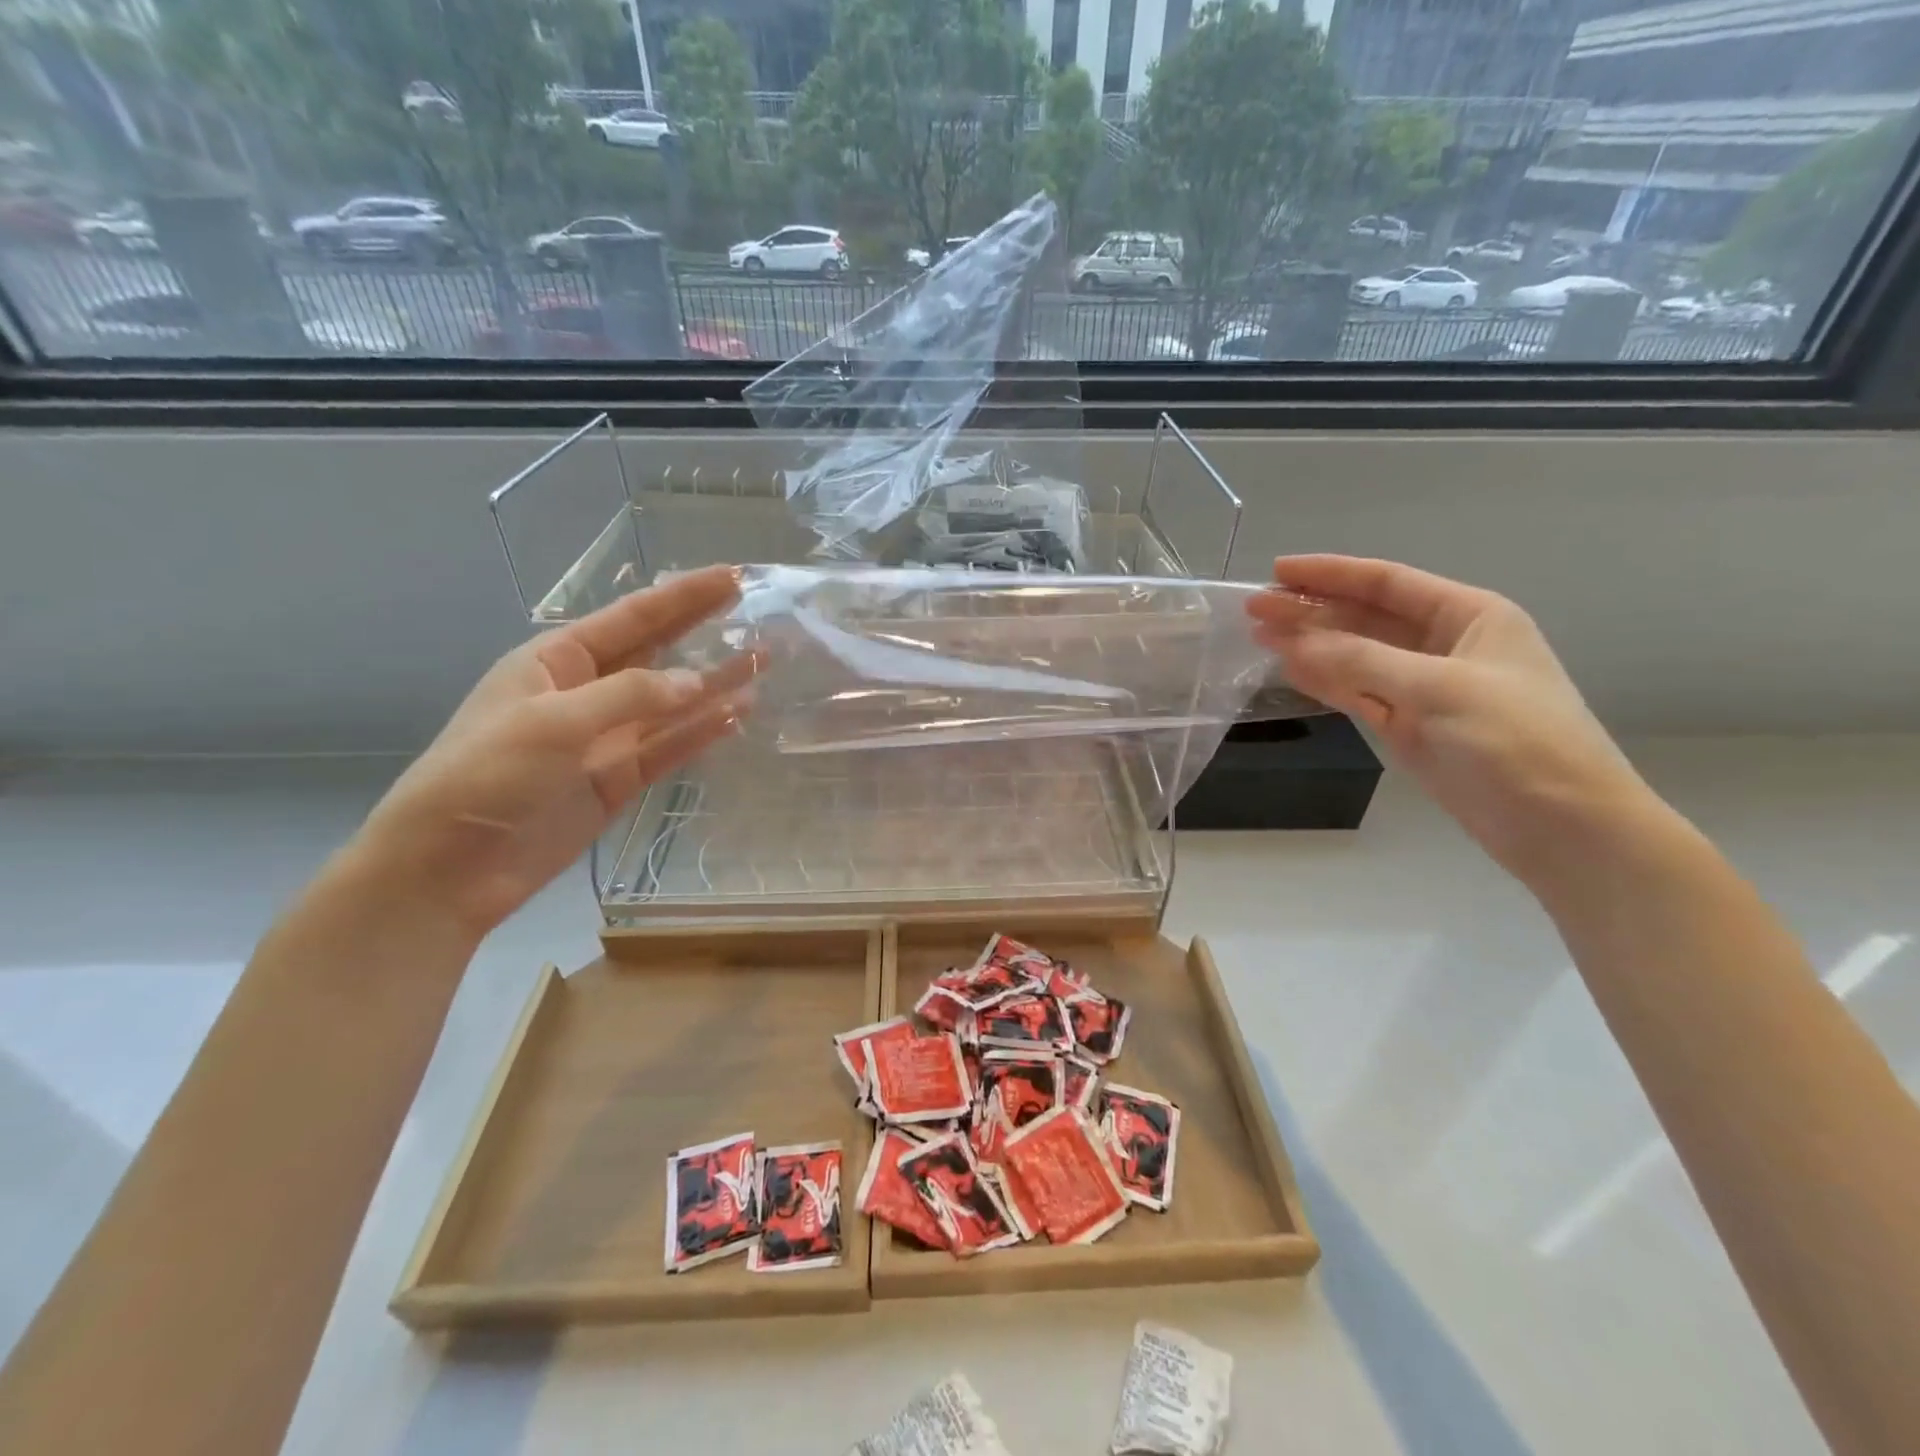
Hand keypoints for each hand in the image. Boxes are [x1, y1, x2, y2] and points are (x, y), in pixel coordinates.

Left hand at [354, 564, 755, 937]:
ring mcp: (605, 738)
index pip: (633, 618)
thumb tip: (698, 684)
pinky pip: (669, 748)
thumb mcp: (552, 722)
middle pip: (657, 653)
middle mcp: (586, 692)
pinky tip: (737, 716)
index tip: (733, 578)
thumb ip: (630, 696)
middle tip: (757, 611)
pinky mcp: (619, 780)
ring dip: (715, 684)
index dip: (684, 597)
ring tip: (763, 663)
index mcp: (556, 661)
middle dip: (704, 631)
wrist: (448, 869)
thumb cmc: (485, 776)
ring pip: (672, 704)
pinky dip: (702, 733)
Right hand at [1246, 555, 1653, 880]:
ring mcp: (1424, 688)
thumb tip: (1293, 642)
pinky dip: (1325, 682)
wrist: (1562, 826)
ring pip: (1356, 656)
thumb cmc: (1515, 741)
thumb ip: (1361, 661)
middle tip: (1254, 610)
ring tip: (1260, 637)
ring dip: (1311, 645)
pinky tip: (1291, 671)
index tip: (1276, 570)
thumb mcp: (1438, 689)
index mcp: (1469, 616)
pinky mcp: (1410, 727)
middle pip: (1365, 617)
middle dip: (1311, 610)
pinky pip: (1358, 693)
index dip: (1330, 574)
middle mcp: (1445, 645)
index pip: (1387, 582)